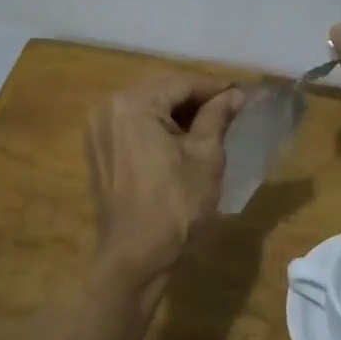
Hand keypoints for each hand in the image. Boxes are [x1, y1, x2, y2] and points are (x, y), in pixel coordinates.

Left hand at [85, 74, 247, 282]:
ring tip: (210, 122)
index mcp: (133, 104)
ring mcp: (98, 128)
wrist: (135, 257)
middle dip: (195, 97)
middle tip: (229, 107)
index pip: (181, 82)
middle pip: (161, 90)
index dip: (214, 87)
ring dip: (176, 110)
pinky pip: (132, 123)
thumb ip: (217, 116)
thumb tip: (234, 94)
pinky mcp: (98, 148)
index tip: (241, 93)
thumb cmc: (175, 205)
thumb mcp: (205, 156)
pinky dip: (157, 125)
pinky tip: (181, 138)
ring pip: (146, 105)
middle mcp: (109, 107)